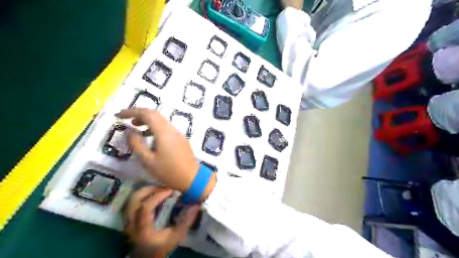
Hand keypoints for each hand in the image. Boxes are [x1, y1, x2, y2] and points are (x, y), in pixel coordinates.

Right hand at [115, 108, 215, 200]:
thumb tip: (128, 130)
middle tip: (125, 118)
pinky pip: (166, 127)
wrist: (191, 177)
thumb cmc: (168, 171)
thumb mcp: (147, 160)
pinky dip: (155, 127)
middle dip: (139, 113)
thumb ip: (136, 144)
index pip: (147, 114)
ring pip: (161, 120)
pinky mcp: (180, 138)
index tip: (118, 115)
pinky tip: (148, 136)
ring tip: (134, 126)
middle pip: (154, 114)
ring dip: (147, 120)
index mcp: (163, 132)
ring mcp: (178, 133)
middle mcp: (171, 128)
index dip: (131, 111)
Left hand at [124, 187, 198, 256]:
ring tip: (158, 190)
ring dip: (145, 191)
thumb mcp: (177, 235)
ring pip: (131, 199)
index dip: (157, 196)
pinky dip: (142, 196)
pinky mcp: (127, 219)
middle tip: (164, 187)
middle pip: (135, 199)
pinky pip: (131, 202)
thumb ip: (186, 221)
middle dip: (150, 189)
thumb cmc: (162, 247)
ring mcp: (127, 221)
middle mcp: (131, 224)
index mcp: (143, 229)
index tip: (170, 191)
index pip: (145, 207)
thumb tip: (197, 205)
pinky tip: (152, 196)